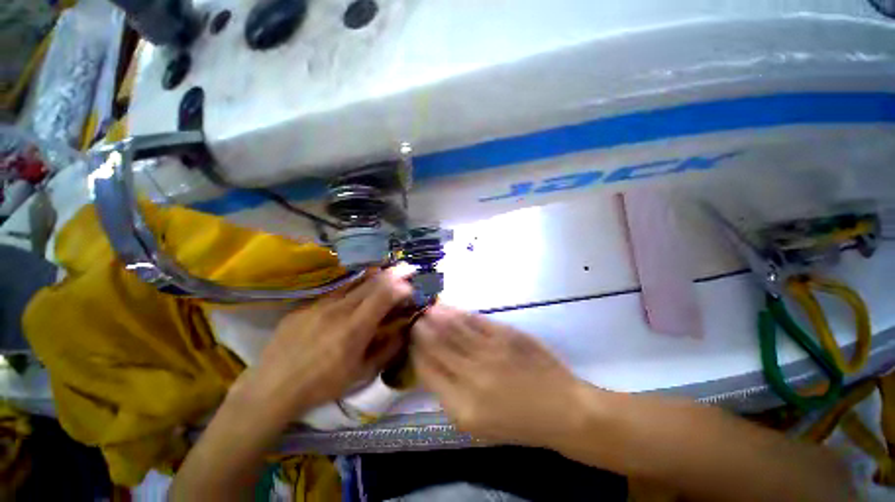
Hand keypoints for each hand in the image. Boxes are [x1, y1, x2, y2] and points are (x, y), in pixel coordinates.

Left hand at [236, 268, 412, 424]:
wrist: (272, 388)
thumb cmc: (322, 385)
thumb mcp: (361, 374)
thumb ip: (387, 350)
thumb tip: (404, 332)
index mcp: (355, 327)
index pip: (384, 295)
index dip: (401, 286)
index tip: (411, 285)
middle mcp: (339, 309)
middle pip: (371, 283)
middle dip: (393, 273)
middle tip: (406, 268)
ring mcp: (320, 304)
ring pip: (353, 283)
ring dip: (373, 275)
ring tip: (385, 270)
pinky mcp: (305, 306)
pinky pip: (334, 292)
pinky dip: (351, 287)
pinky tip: (354, 290)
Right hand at [411, 304, 592, 448]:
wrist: (562, 409)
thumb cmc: (517, 423)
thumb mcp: (477, 425)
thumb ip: (450, 394)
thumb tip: (430, 364)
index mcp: (461, 406)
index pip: (426, 371)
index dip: (415, 350)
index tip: (409, 338)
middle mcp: (471, 376)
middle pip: (437, 345)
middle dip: (421, 328)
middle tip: (413, 316)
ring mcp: (489, 351)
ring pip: (453, 328)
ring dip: (435, 316)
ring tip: (424, 307)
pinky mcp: (505, 335)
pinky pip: (474, 320)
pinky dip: (458, 312)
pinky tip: (447, 306)